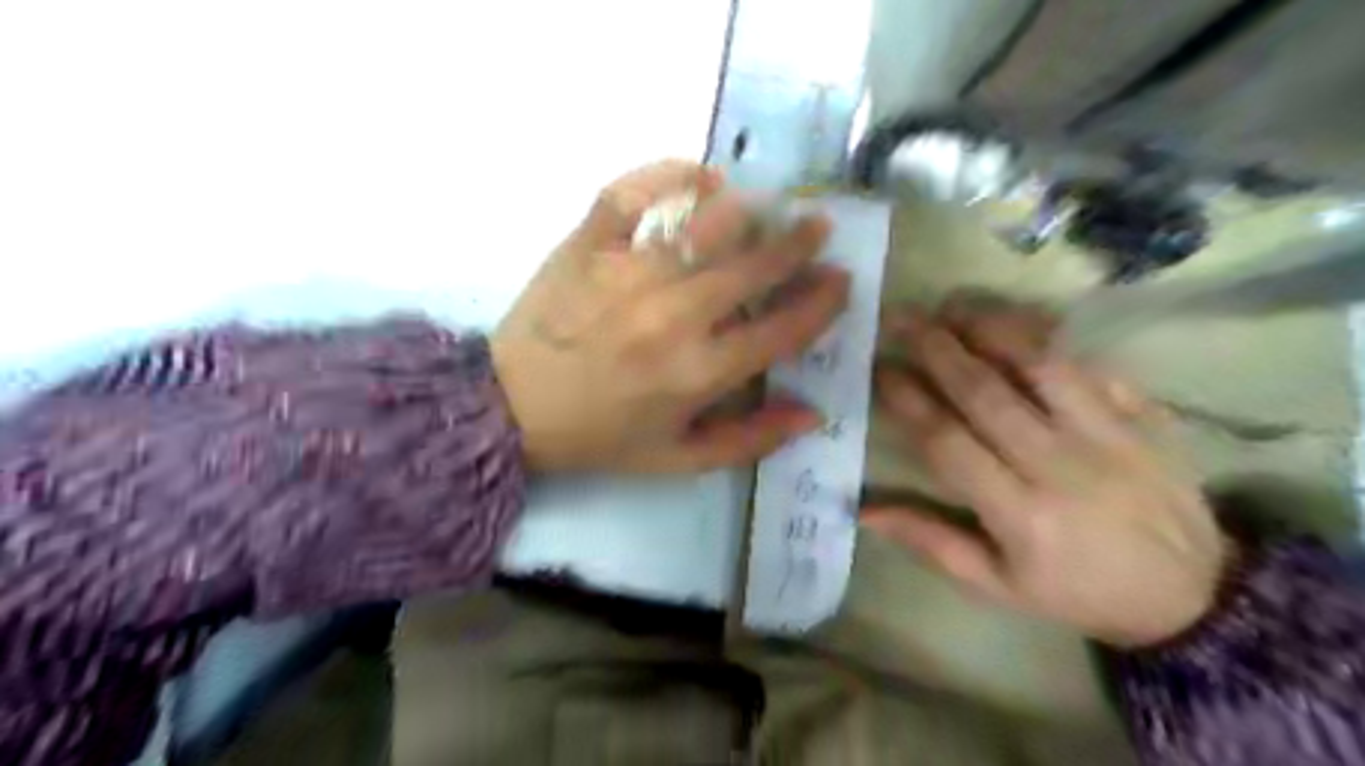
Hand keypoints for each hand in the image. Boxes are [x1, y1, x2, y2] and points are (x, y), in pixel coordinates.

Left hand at [491, 162, 849, 472]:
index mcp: (697, 373)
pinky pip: (632, 193)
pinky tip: (700, 174)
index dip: (821, 303)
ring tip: (768, 205)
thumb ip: (750, 440)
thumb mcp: (679, 459)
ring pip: (705, 224)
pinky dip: (669, 174)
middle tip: (817, 227)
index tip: (840, 282)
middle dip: (797, 244)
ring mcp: (627, 274)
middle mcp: (672, 316)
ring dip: (748, 210)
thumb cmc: (601, 437)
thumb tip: (813, 413)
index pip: (781, 329)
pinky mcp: (587, 246)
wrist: (512, 409)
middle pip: (753, 267)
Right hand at [867, 303, 1231, 650]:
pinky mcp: (1144, 416)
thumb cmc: (1077, 590)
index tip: (880, 369)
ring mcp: (1108, 434)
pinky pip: (1089, 364)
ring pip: (1040, 364)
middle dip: (935, 349)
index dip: (908, 400)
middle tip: (900, 318)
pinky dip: (1047, 336)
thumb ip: (930, 541)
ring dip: (989, 328)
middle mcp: (1060, 465)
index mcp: (1019, 513)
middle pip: (986, 392)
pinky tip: (1014, 321)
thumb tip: (862, 509)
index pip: (947, 441)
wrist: (1193, 594)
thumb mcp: (997, 585)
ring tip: (951, 306)